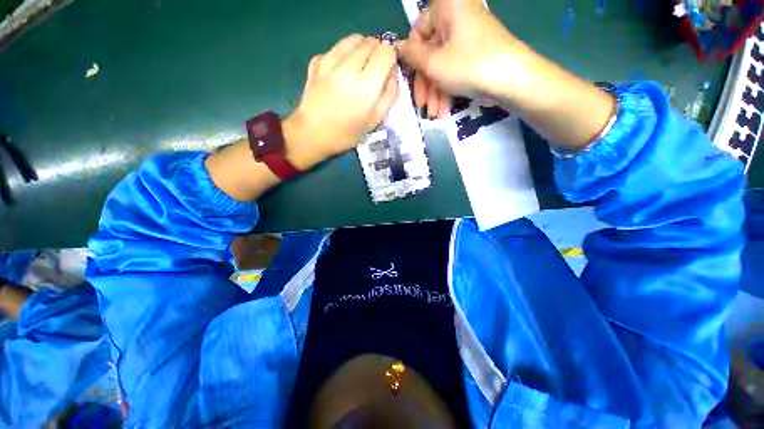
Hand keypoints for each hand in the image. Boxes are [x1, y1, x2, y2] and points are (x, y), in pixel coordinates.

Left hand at [284, 34, 399, 169]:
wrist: (312, 134)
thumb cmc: (346, 134)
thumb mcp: (375, 121)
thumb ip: (389, 95)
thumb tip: (392, 72)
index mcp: (367, 86)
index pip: (386, 52)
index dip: (390, 58)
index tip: (388, 69)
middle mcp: (349, 67)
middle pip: (370, 42)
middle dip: (377, 52)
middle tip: (375, 69)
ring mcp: (330, 61)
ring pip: (353, 39)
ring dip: (362, 48)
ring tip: (360, 65)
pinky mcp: (317, 61)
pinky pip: (336, 48)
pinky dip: (343, 54)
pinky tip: (341, 70)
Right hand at [397, 0, 528, 117]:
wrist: (511, 79)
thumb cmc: (468, 65)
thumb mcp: (433, 63)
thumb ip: (411, 55)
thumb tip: (397, 48)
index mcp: (447, 7)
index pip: (417, 31)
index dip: (413, 59)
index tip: (411, 81)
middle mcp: (457, 16)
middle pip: (430, 51)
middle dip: (425, 83)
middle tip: (422, 106)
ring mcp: (468, 36)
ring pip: (442, 63)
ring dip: (435, 91)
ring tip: (434, 114)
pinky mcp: (475, 52)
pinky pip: (454, 67)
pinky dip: (447, 87)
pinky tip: (444, 109)